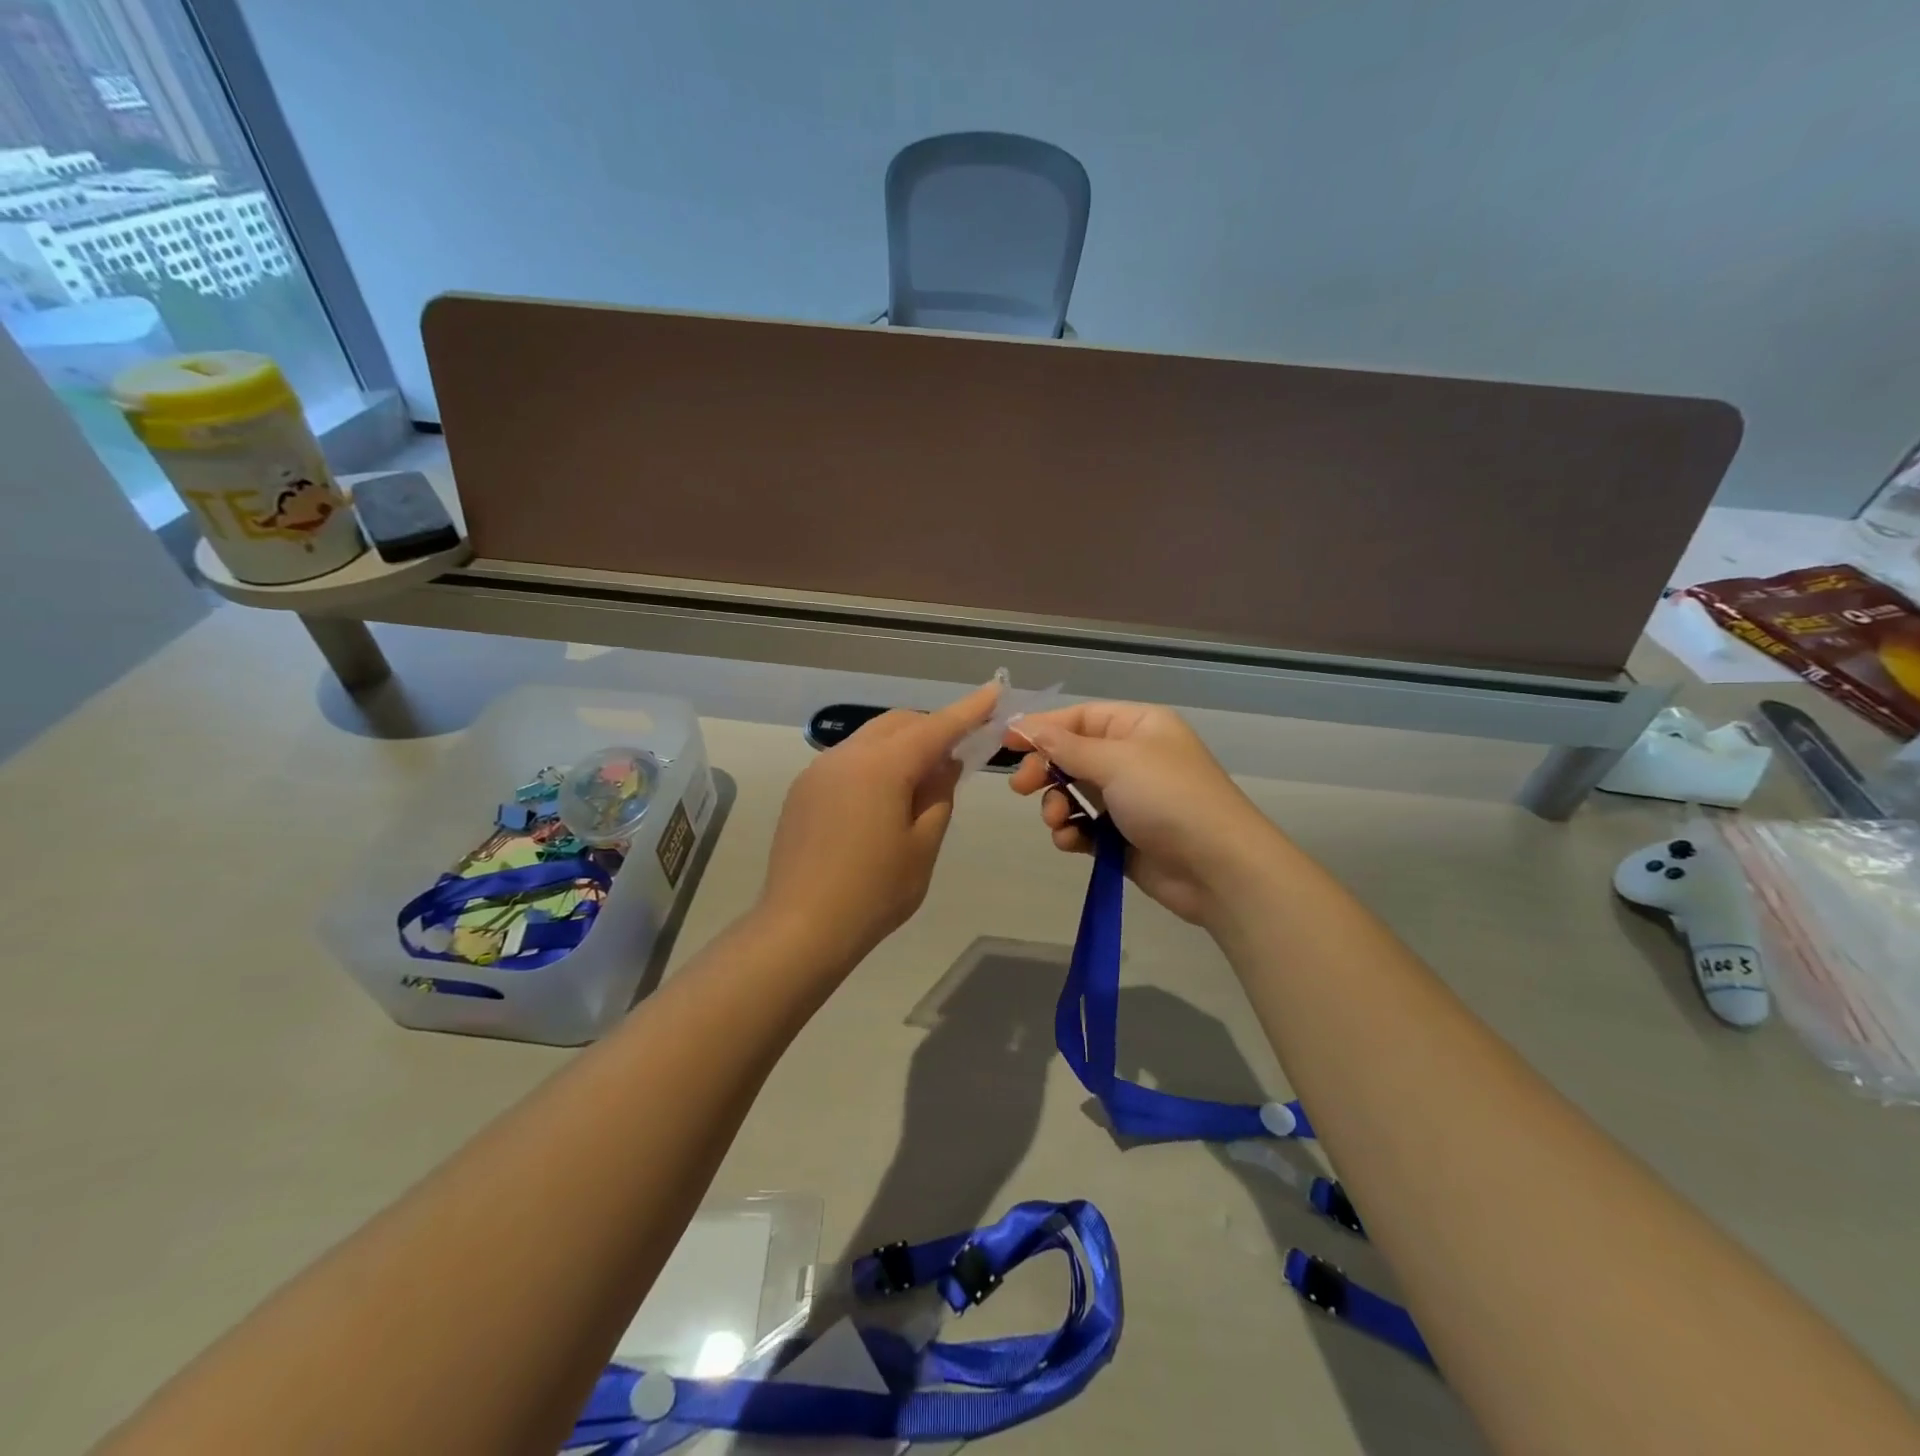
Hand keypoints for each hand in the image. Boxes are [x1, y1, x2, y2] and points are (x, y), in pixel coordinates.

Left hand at [758, 682, 999, 967]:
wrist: (801, 929)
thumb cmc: (874, 892)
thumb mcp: (922, 846)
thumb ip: (939, 796)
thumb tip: (945, 764)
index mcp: (881, 766)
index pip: (935, 727)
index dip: (968, 710)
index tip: (994, 691)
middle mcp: (846, 756)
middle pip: (898, 724)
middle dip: (932, 729)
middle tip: (957, 756)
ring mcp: (818, 772)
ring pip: (870, 740)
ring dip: (901, 747)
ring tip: (920, 783)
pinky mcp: (803, 792)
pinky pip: (848, 762)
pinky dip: (875, 765)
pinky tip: (882, 801)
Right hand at [1007, 702, 1280, 924]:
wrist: (1218, 868)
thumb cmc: (1169, 799)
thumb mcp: (1116, 762)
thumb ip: (1066, 746)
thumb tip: (1026, 726)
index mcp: (1139, 726)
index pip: (1080, 717)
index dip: (1042, 728)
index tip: (1005, 743)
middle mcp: (1133, 757)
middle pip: (1072, 755)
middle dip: (1045, 770)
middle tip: (1022, 788)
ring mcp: (1129, 799)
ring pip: (1074, 793)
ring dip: (1056, 804)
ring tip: (1055, 820)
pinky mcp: (1124, 837)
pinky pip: (1085, 826)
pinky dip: (1072, 832)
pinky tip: (1070, 842)